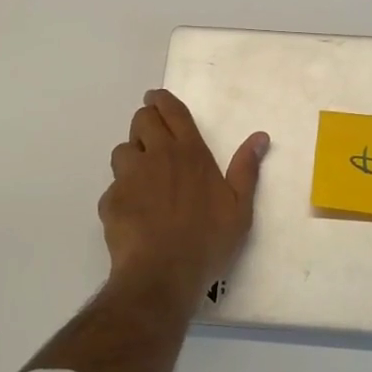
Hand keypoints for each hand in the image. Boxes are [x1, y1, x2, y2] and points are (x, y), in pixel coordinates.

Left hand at [99, 89, 269, 301]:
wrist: (163, 274)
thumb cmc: (208, 239)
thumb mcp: (240, 207)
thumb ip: (246, 168)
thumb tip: (260, 137)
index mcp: (190, 153)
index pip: (172, 112)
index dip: (162, 100)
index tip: (156, 97)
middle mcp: (157, 156)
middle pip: (142, 120)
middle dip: (145, 120)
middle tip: (152, 135)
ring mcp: (130, 177)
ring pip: (122, 150)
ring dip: (131, 156)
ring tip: (142, 175)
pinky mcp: (111, 200)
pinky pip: (113, 186)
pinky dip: (122, 192)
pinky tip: (134, 211)